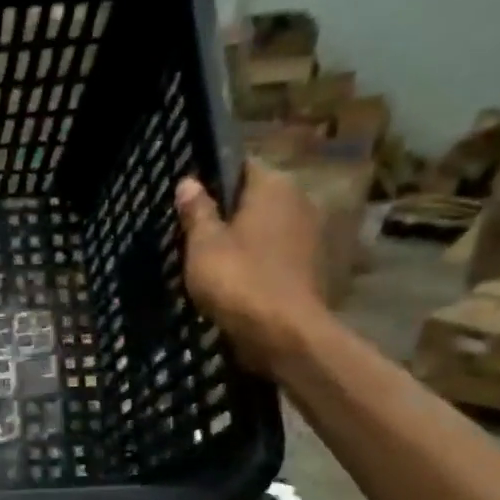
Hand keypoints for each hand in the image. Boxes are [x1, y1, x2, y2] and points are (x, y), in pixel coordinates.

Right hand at [175, 159, 326, 375]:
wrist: (283, 333)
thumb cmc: (238, 280)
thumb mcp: (203, 245)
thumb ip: (197, 212)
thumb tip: (188, 182)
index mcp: (274, 186)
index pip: (241, 166)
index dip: (214, 178)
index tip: (190, 198)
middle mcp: (300, 201)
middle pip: (256, 198)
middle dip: (229, 211)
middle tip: (195, 230)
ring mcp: (310, 235)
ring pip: (267, 227)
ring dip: (244, 238)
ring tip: (211, 256)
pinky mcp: (310, 266)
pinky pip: (276, 253)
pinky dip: (257, 260)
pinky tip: (235, 277)